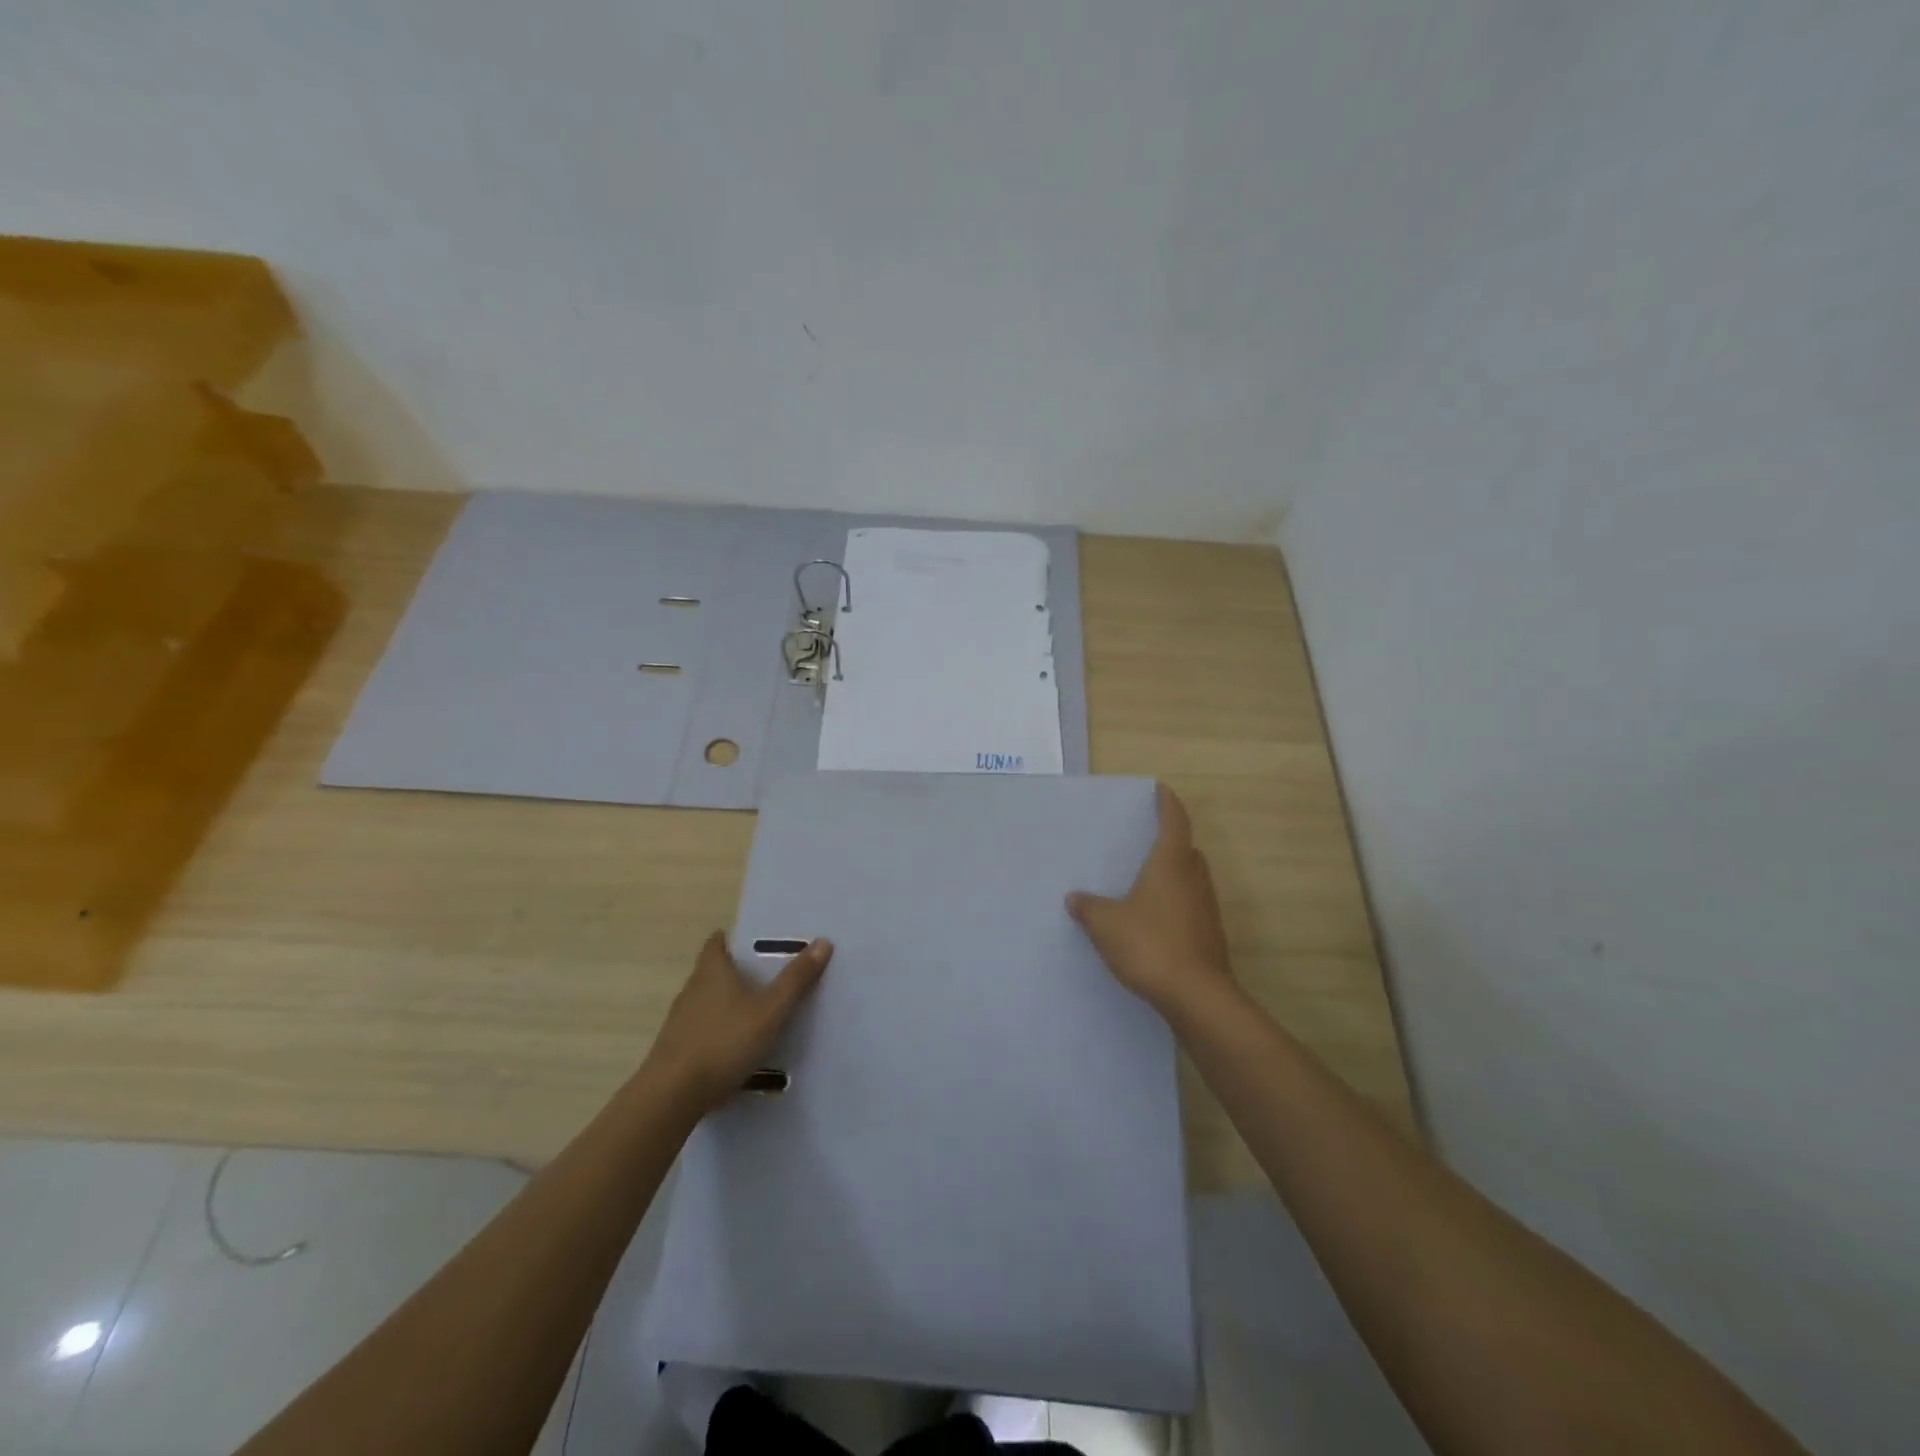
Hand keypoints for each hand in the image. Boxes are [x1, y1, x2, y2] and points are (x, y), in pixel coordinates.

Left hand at [647, 931, 831, 1112]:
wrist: (671, 1097)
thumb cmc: (724, 1042)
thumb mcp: (770, 1011)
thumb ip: (796, 980)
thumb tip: (823, 941)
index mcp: (712, 971)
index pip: (717, 942)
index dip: (734, 939)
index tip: (758, 943)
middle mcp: (692, 989)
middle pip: (715, 971)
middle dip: (739, 972)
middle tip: (770, 977)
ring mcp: (680, 1020)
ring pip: (709, 1002)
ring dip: (730, 1004)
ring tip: (760, 1014)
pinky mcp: (676, 1049)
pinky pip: (703, 1030)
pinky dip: (720, 1032)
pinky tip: (738, 1049)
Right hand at [1067, 783, 1234, 1019]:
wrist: (1196, 996)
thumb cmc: (1149, 945)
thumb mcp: (1106, 924)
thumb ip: (1089, 907)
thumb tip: (1075, 898)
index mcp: (1171, 864)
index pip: (1174, 822)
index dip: (1167, 804)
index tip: (1161, 790)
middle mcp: (1194, 879)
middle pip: (1187, 850)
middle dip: (1172, 841)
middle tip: (1149, 839)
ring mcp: (1206, 909)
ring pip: (1192, 879)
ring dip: (1175, 874)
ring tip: (1148, 880)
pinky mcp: (1209, 936)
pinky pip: (1191, 906)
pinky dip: (1176, 903)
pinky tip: (1155, 919)